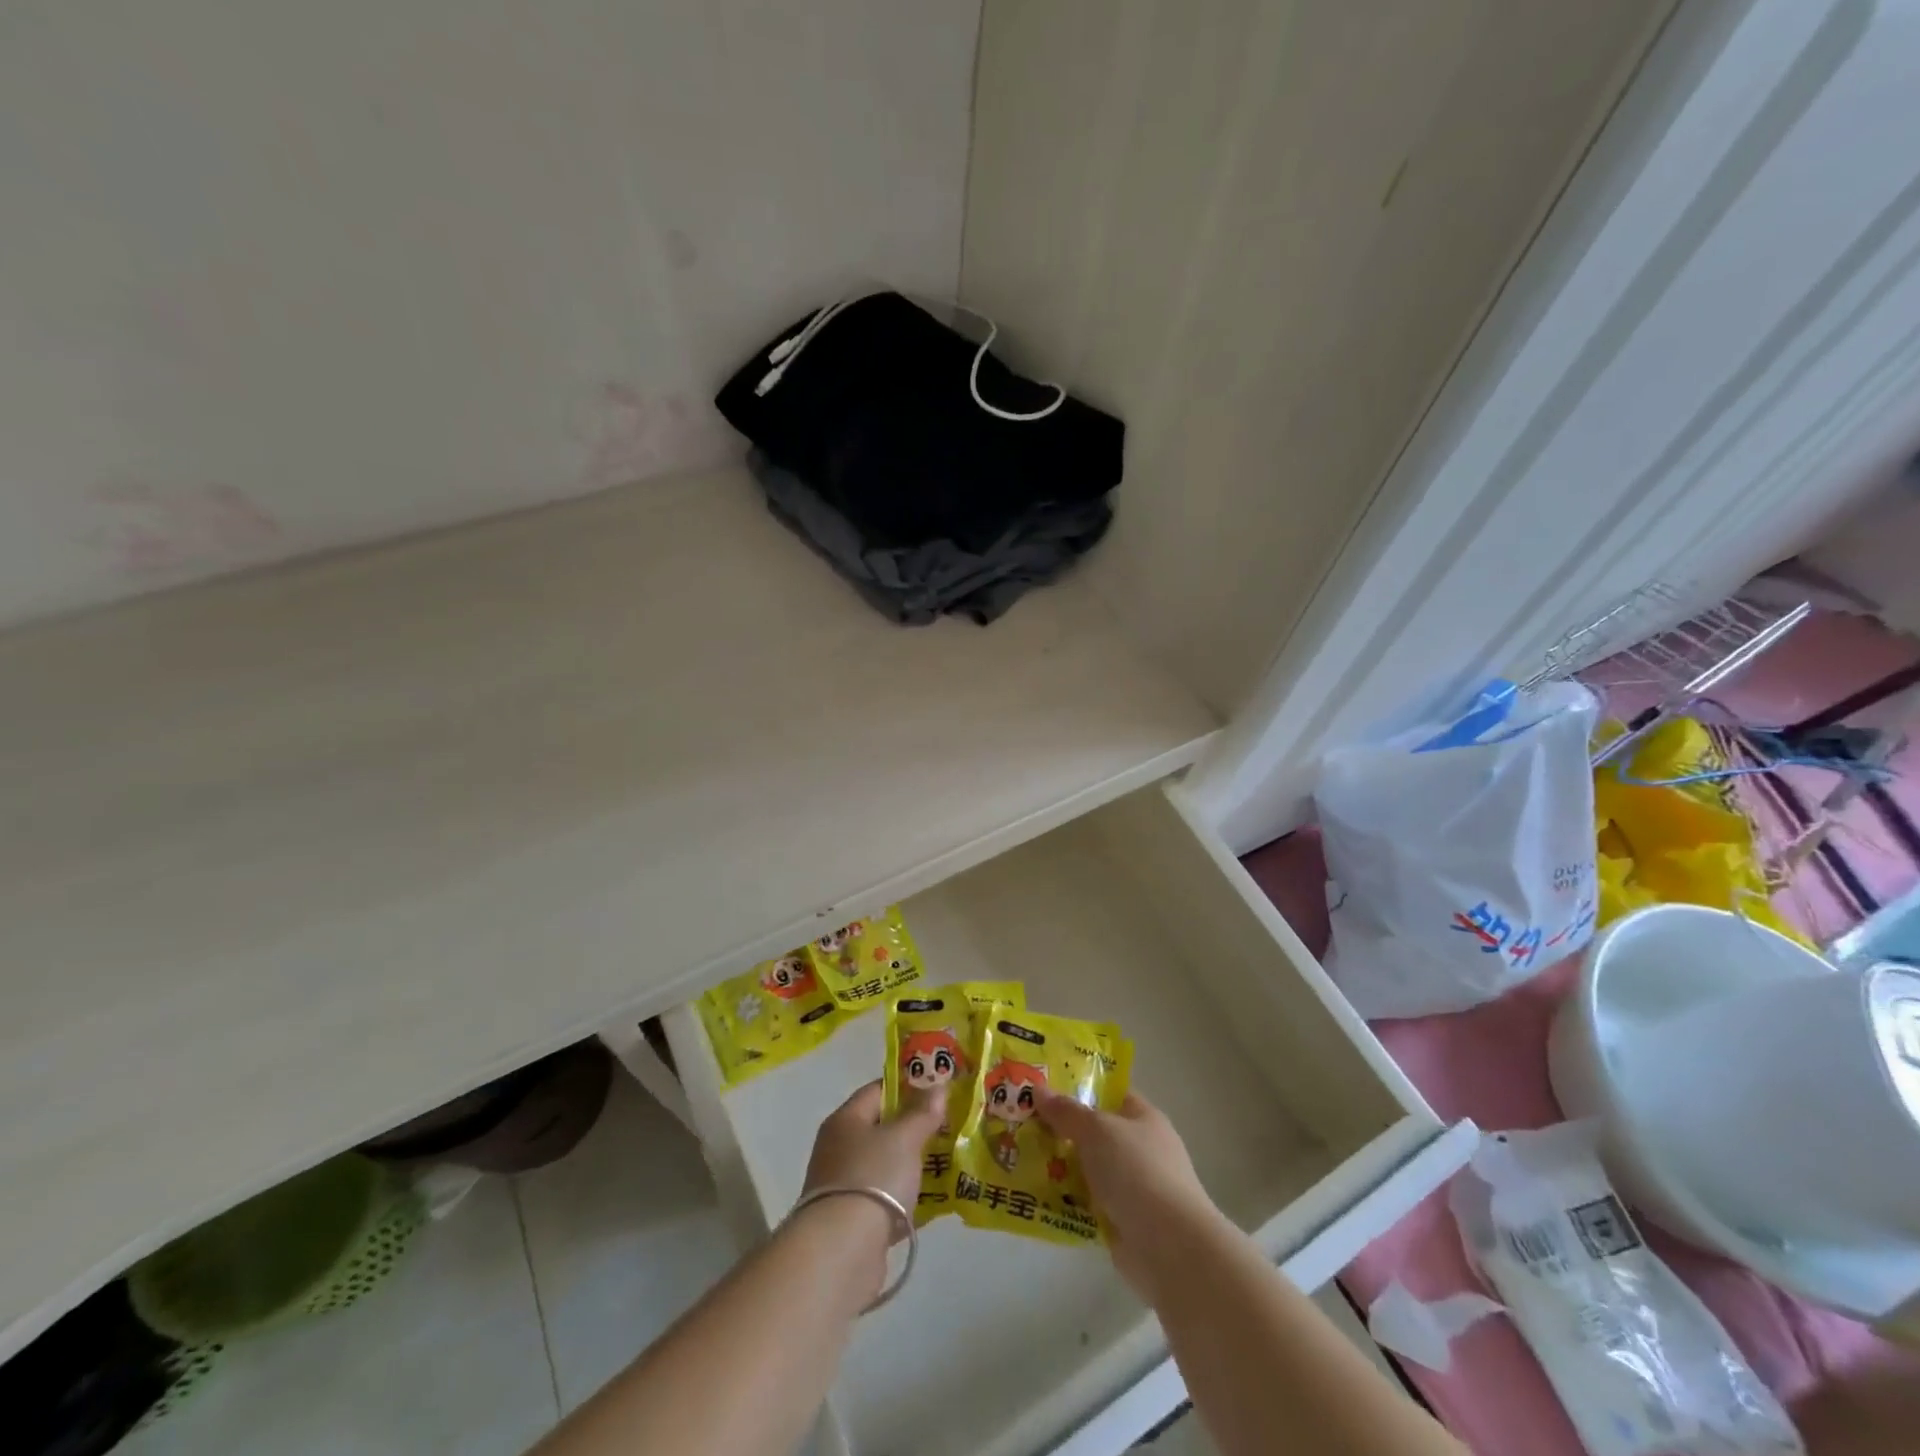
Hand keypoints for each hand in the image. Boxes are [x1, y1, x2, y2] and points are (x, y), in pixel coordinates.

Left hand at [800, 1080, 942, 1232]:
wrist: (842, 1252)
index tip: (936, 1090)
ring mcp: (844, 1186)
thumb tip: (937, 1086)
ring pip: (884, 1165)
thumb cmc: (873, 1178)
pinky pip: (885, 1199)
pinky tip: (933, 1201)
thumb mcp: (904, 1138)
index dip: (907, 1086)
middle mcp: (838, 1149)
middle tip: (947, 1126)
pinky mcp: (852, 1221)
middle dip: (913, 1128)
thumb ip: (922, 1113)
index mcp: (845, 1120)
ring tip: (947, 1161)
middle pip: (881, 1128)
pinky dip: (906, 1198)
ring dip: (911, 1165)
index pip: (877, 1090)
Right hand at [1036, 1091, 1225, 1294]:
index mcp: (1143, 1118)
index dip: (1079, 1088)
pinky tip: (1037, 1197)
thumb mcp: (1097, 1130)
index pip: (1109, 1094)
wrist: (1170, 1246)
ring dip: (1061, 1168)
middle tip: (1022, 1123)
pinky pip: (1087, 1203)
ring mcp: (1133, 1188)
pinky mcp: (1123, 1222)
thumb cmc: (1136, 1171)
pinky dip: (1067, 1202)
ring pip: (1088, 1169)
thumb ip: (1066, 1111)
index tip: (1044, 1087)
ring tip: (1020, 1159)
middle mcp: (1141, 1149)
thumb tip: (1038, 1088)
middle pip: (1095, 1133)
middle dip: (1062, 1130)